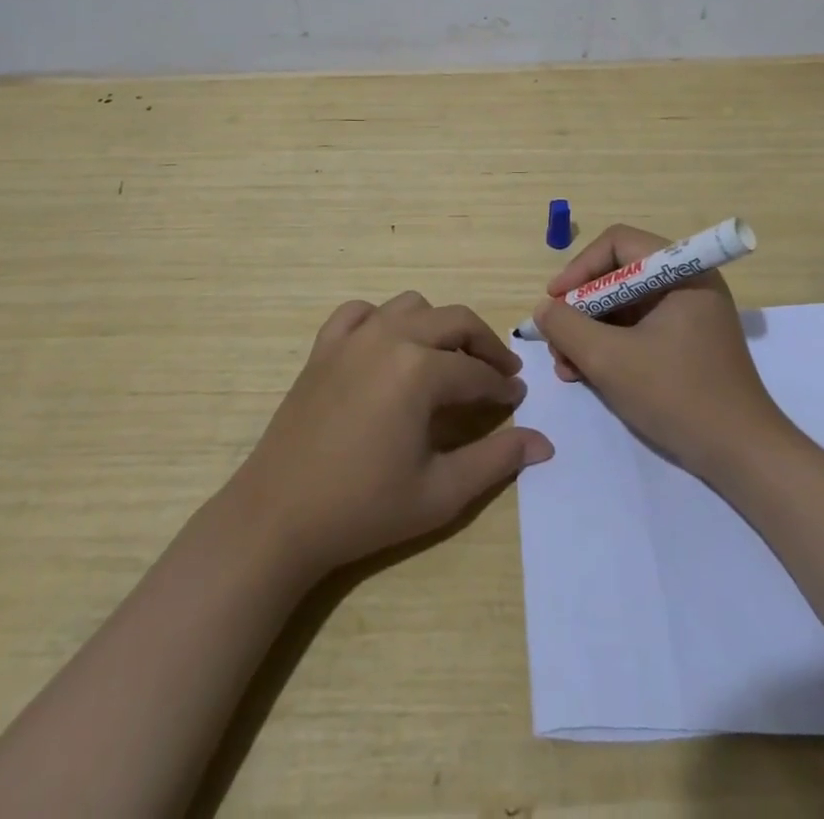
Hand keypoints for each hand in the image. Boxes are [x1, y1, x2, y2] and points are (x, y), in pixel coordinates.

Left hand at [233, 292, 553, 578]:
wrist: (278, 517)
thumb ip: (496, 460)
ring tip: (447, 359)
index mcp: (421, 370)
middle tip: (499, 373)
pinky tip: (388, 346)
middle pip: (455, 321)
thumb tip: (544, 443)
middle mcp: (391, 337)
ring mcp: (354, 336)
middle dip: (484, 344)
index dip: (503, 387)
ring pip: (412, 306)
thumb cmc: (364, 508)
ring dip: (438, 326)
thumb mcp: (440, 492)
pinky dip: (383, 320)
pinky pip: (361, 312)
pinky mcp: (324, 346)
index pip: (478, 372)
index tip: (518, 399)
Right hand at [534, 224, 790, 478]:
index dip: (580, 268)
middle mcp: (688, 283)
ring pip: (624, 306)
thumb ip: (567, 326)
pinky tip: (587, 374)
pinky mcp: (687, 342)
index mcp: (682, 271)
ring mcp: (689, 314)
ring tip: (567, 368)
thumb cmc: (677, 396)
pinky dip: (610, 346)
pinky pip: (638, 329)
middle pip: (619, 276)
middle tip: (557, 342)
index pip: (619, 244)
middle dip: (581, 309)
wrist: (742, 455)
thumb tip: (545, 309)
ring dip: (590, 332)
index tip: (554, 302)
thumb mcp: (609, 359)